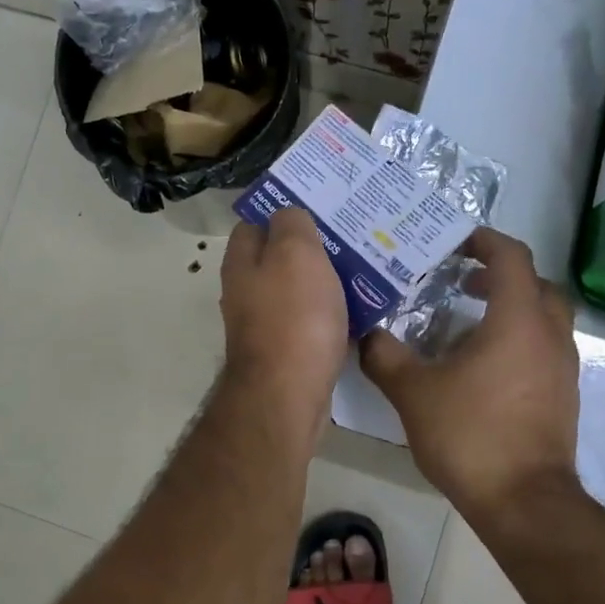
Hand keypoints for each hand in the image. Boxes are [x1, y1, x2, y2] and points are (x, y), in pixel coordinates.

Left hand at [219, 208, 348, 421]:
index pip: (254, 224)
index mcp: (241, 263)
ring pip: (297, 291)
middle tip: (350, 239)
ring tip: (363, 271)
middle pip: (278, 258)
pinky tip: (358, 312)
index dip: (283, 212)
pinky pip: (309, 322)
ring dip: (325, 282)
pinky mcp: (285, 352)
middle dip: (311, 248)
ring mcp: (263, 325)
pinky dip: (330, 315)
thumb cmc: (293, 317)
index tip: (319, 208)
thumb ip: (291, 224)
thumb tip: (288, 216)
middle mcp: (245, 292)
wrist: (288, 395)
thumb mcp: (295, 253)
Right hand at [360, 228, 582, 523]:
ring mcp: (562, 367)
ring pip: (544, 317)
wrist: (523, 502)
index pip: (511, 257)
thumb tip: (366, 334)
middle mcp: (549, 335)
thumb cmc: (470, 434)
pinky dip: (517, 338)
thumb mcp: (412, 391)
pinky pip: (543, 347)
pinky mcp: (562, 395)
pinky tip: (481, 365)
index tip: (455, 241)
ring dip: (510, 307)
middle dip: (500, 273)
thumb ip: (384, 355)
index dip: (484, 240)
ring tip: (465, 322)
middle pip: (536, 283)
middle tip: (461, 280)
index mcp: (518, 320)